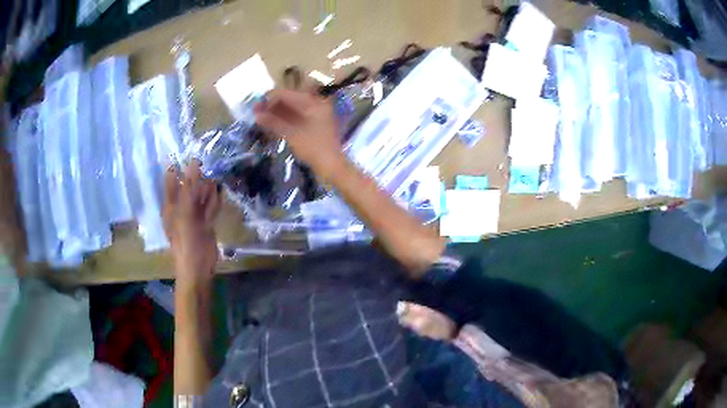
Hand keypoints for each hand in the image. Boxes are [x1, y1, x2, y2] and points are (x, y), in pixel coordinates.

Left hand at [163, 161, 221, 284]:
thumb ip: (189, 187)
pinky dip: (214, 201)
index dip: (179, 166)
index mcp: (171, 205)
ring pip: (201, 196)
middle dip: (198, 176)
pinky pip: (210, 208)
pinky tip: (220, 191)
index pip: (172, 179)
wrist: (198, 268)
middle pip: (188, 187)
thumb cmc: (186, 241)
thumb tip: (193, 162)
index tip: (191, 152)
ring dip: (208, 187)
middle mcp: (181, 208)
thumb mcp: (186, 212)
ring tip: (216, 173)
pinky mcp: (206, 223)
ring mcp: (194, 216)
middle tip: (209, 161)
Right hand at [254, 89, 344, 178]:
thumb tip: (256, 115)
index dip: (271, 98)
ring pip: (292, 109)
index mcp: (313, 103)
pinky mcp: (313, 124)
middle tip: (256, 112)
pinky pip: (296, 117)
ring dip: (277, 112)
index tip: (256, 106)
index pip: (288, 94)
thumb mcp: (291, 134)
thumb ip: (273, 122)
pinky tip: (272, 123)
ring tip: (260, 118)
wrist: (331, 166)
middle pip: (290, 100)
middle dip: (273, 105)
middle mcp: (316, 104)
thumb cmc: (313, 148)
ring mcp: (315, 114)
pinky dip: (284, 119)